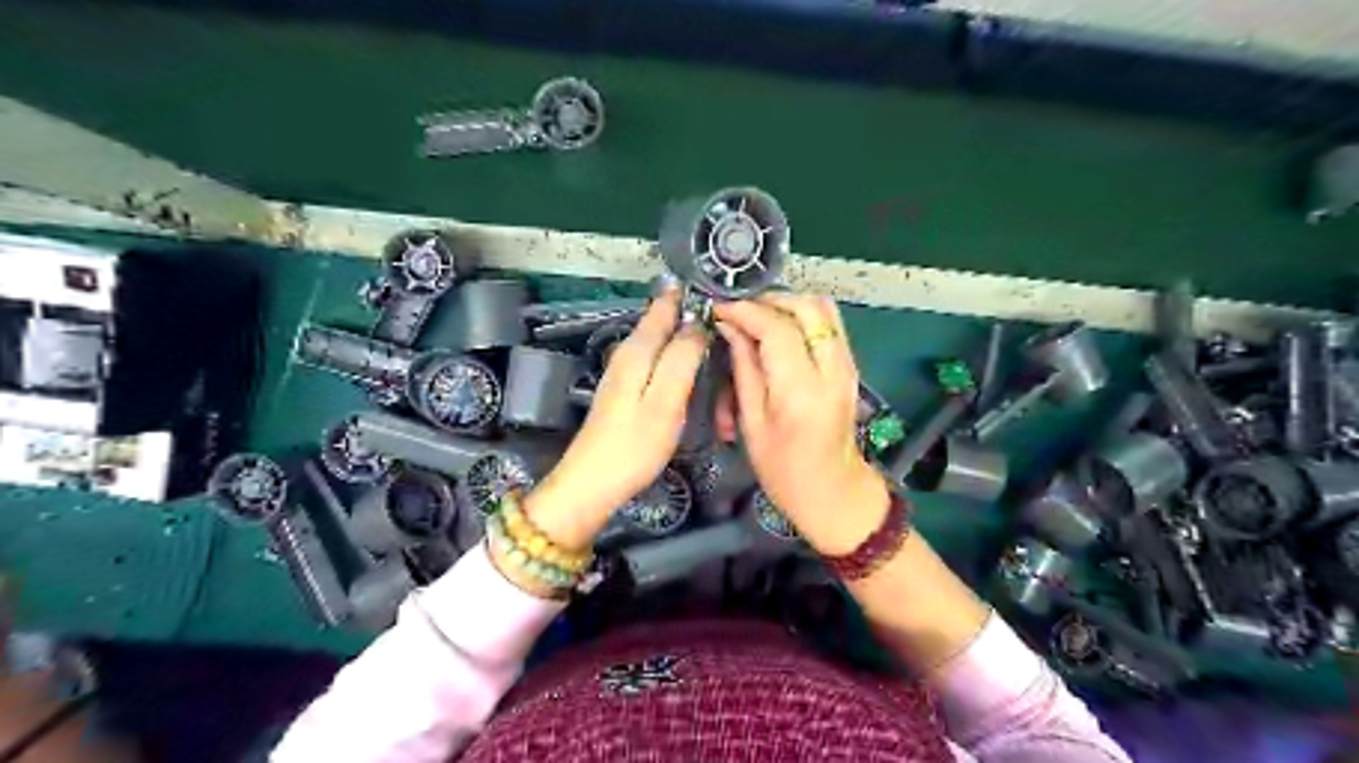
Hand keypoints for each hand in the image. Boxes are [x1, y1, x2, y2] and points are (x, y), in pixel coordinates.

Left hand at [521, 288, 705, 546]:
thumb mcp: (665, 400)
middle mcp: (629, 352)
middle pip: (663, 321)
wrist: (593, 483)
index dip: (692, 294)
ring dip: (686, 334)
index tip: (723, 290)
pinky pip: (657, 359)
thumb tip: (699, 322)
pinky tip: (692, 365)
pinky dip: (676, 354)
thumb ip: (682, 358)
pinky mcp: (627, 389)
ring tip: (719, 333)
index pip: (666, 305)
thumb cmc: (633, 445)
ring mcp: (625, 371)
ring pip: (661, 340)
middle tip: (731, 314)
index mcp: (638, 349)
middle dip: (692, 313)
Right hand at [711, 292, 893, 555]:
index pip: (777, 329)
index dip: (745, 311)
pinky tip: (779, 329)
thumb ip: (744, 368)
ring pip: (823, 308)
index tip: (718, 308)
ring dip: (787, 304)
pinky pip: (829, 323)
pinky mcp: (850, 365)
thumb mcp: (752, 422)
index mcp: (802, 390)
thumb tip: (730, 326)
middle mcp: (832, 369)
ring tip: (757, 317)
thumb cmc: (784, 469)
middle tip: (738, 312)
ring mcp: (847, 364)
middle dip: (768, 300)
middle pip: (806, 307)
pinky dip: (803, 316)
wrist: (834, 491)